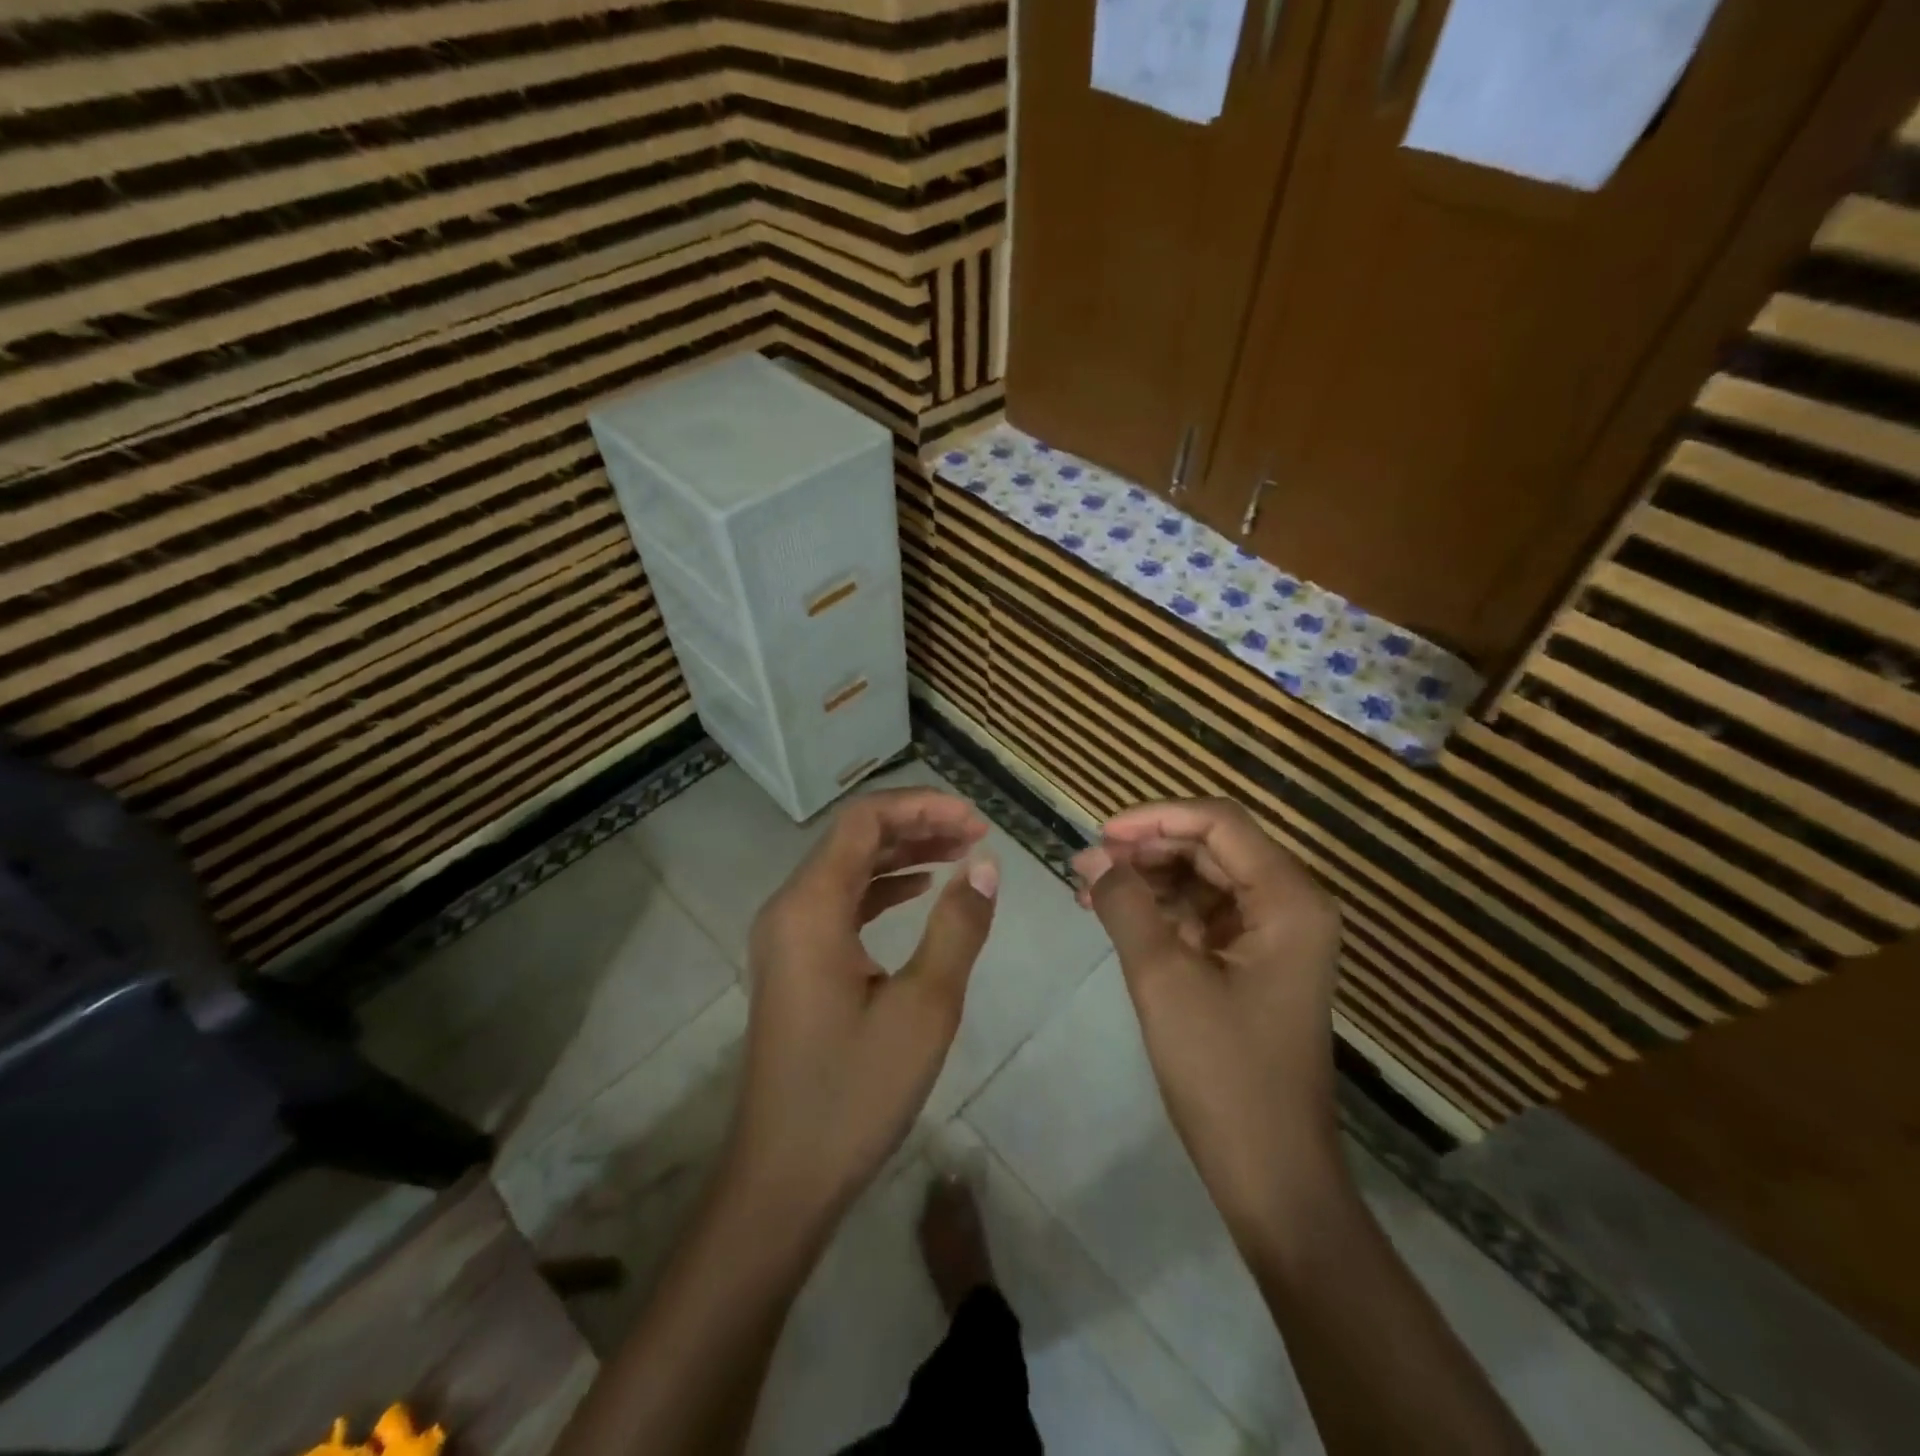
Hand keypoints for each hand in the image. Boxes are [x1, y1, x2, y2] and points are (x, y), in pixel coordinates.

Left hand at [726, 787, 998, 1231]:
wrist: (783, 1177)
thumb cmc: (854, 1092)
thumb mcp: (924, 1008)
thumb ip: (957, 927)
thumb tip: (985, 864)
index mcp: (811, 907)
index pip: (864, 821)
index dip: (922, 807)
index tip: (977, 819)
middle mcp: (789, 908)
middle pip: (853, 838)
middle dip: (917, 825)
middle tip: (978, 833)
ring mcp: (786, 936)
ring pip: (847, 868)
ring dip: (903, 854)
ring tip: (961, 852)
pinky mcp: (794, 961)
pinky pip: (840, 902)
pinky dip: (883, 887)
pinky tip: (922, 891)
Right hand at [1073, 798, 1341, 1234]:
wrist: (1271, 1173)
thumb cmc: (1223, 1073)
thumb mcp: (1163, 978)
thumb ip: (1126, 904)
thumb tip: (1095, 858)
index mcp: (1288, 899)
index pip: (1218, 822)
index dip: (1154, 818)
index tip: (1098, 836)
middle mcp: (1291, 905)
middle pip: (1212, 846)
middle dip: (1146, 849)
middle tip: (1085, 866)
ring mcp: (1276, 935)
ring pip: (1204, 878)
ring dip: (1149, 879)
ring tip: (1089, 890)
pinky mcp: (1257, 963)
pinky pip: (1205, 915)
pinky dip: (1162, 910)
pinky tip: (1116, 916)